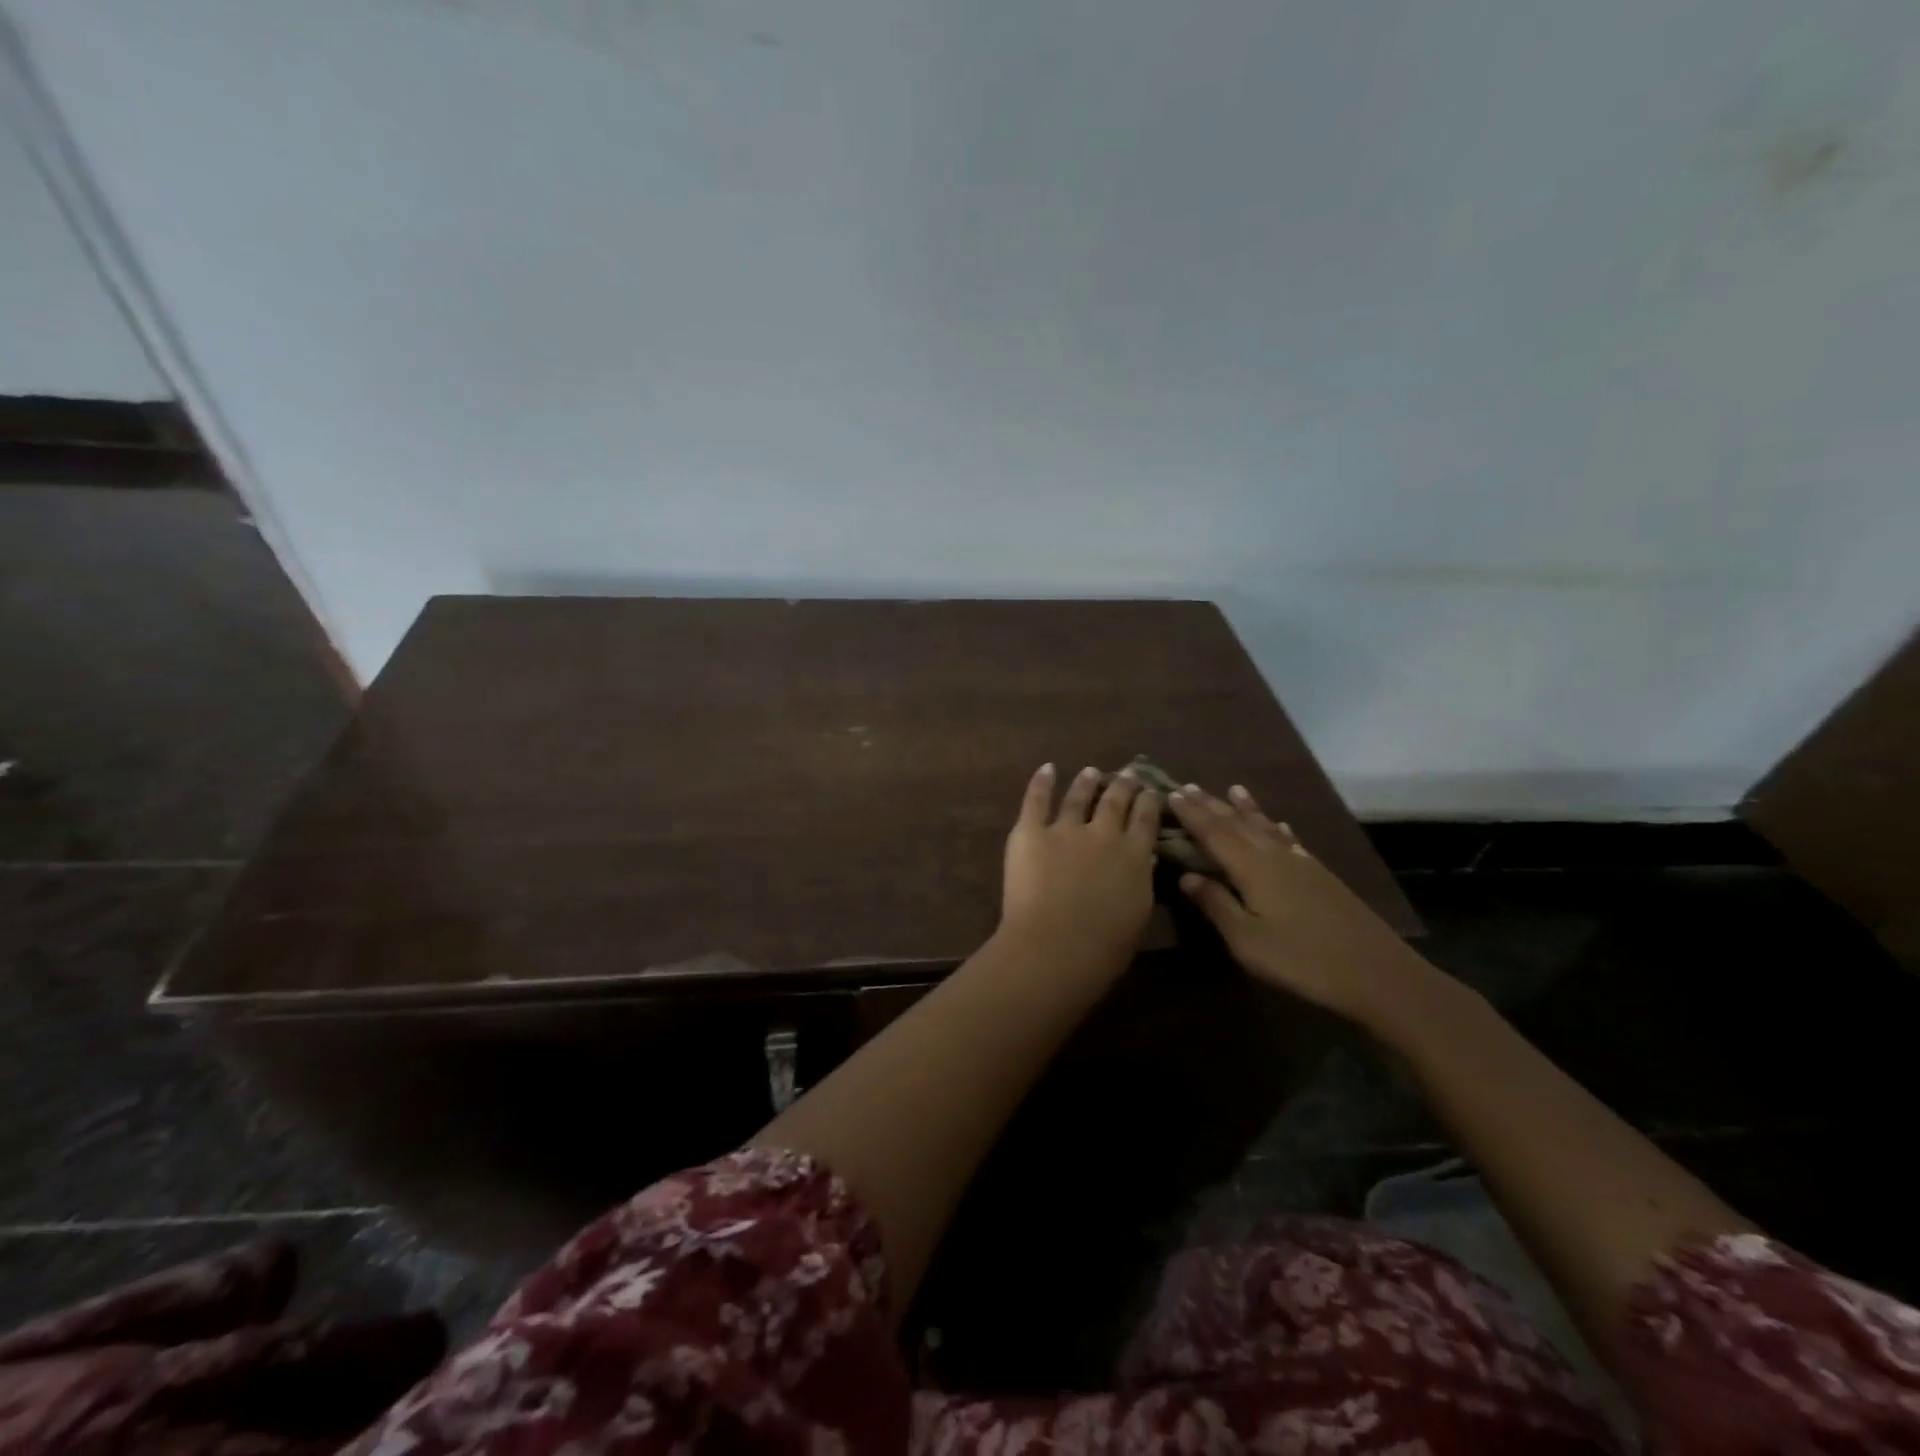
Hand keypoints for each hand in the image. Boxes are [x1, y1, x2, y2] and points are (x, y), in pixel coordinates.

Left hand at [1001, 764, 1159, 963]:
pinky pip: (1036, 800)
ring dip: (1087, 782)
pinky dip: (1041, 782)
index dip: (1149, 800)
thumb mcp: (1138, 914)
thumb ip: (1141, 881)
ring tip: (1092, 771)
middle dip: (1124, 784)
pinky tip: (1047, 769)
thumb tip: (1145, 857)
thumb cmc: (1104, 947)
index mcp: (1134, 855)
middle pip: (1115, 800)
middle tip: (1128, 773)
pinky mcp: (1030, 832)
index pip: (1146, 817)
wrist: (1056, 946)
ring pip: (1078, 796)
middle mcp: (1103, 833)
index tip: (1152, 790)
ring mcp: (1065, 829)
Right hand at [1168, 784, 1439, 1026]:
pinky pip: (1291, 840)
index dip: (1191, 813)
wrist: (1377, 974)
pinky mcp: (1322, 876)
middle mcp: (1275, 856)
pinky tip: (1280, 825)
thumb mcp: (1247, 941)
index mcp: (1252, 869)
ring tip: (1233, 789)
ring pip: (1266, 827)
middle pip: (1238, 824)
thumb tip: (1186, 875)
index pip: (1213, 833)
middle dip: (1211, 805)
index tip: (1170, 794)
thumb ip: (1216, 905)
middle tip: (1188, 786)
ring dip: (1246, 809)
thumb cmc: (1302, 960)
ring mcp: (1302, 864)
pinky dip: (1279, 828)